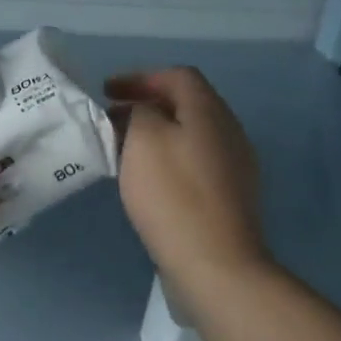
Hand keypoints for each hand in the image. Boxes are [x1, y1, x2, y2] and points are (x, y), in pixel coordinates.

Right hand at [106, 68, 271, 286]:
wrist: (215, 264)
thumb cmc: (173, 194)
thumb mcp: (144, 139)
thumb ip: (140, 112)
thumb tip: (144, 112)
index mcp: (210, 112)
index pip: (178, 76)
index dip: (140, 77)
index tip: (106, 92)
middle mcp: (229, 132)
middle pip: (186, 104)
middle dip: (145, 105)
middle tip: (110, 119)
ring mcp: (234, 167)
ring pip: (189, 135)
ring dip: (155, 133)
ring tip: (122, 149)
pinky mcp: (228, 197)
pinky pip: (194, 162)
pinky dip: (166, 158)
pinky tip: (146, 179)